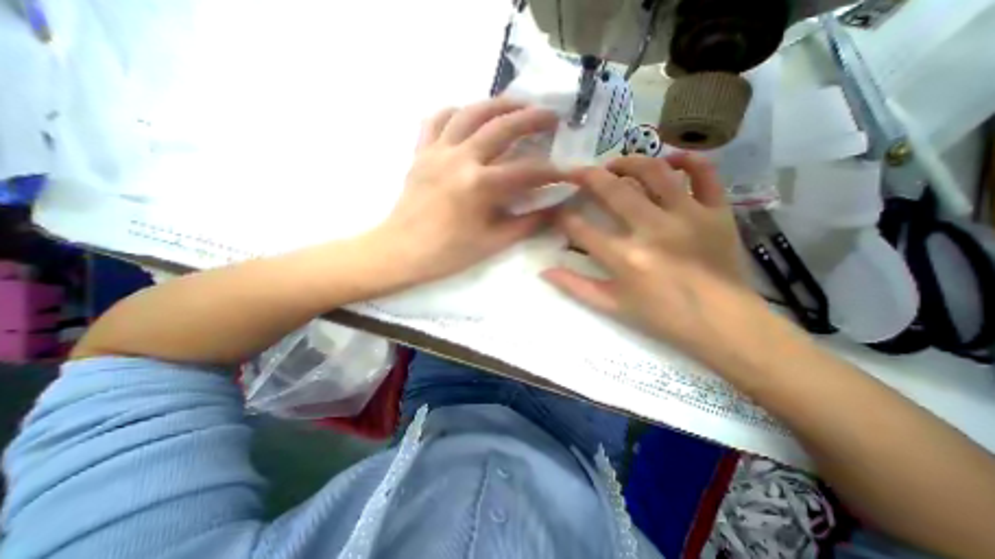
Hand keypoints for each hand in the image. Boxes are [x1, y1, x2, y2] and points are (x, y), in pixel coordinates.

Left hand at [365, 96, 567, 286]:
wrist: (401, 251)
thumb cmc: (448, 253)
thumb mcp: (493, 242)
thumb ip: (527, 224)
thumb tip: (555, 211)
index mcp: (479, 185)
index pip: (526, 171)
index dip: (552, 172)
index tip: (568, 172)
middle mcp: (460, 158)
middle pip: (502, 127)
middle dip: (532, 119)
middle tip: (552, 115)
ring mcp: (437, 151)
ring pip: (470, 112)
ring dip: (498, 104)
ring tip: (517, 104)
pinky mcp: (421, 152)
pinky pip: (437, 120)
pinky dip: (455, 112)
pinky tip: (467, 115)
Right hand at [541, 152, 758, 357]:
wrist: (724, 323)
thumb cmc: (663, 317)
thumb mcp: (612, 306)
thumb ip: (575, 287)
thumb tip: (544, 271)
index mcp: (625, 258)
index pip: (580, 228)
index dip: (562, 217)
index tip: (558, 213)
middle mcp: (652, 230)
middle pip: (612, 189)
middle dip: (587, 177)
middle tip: (577, 173)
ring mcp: (687, 216)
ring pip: (653, 171)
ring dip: (628, 162)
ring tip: (614, 166)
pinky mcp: (716, 212)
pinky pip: (704, 173)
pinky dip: (687, 160)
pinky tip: (669, 161)